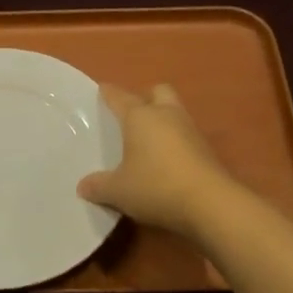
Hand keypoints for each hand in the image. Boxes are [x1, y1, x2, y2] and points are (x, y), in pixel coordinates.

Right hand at [77, 83, 236, 239]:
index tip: (102, 89)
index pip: (120, 98)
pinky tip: (165, 161)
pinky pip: (185, 136)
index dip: (109, 93)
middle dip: (146, 98)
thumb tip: (83, 186)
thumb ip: (98, 186)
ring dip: (163, 121)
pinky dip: (175, 142)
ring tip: (147, 141)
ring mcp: (190, 130)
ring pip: (175, 112)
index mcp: (140, 117)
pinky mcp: (206, 150)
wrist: (209, 203)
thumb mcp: (118, 191)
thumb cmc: (155, 186)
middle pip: (158, 92)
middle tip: (132, 115)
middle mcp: (166, 115)